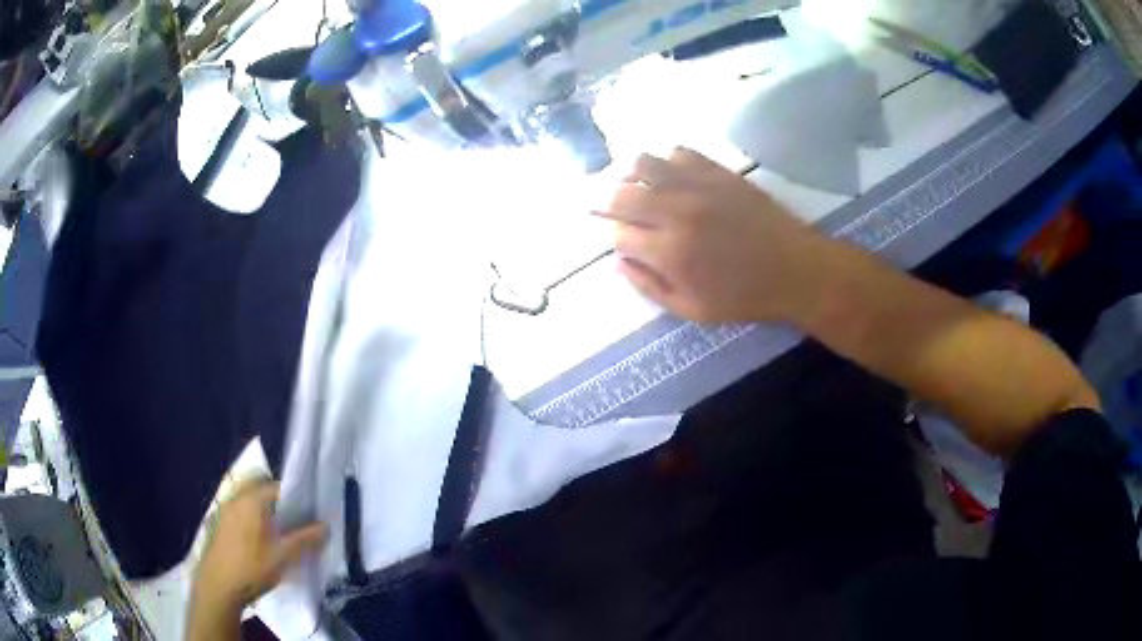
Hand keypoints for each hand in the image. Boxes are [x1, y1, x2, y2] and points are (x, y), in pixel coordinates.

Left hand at [191, 478, 327, 614]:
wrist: (218, 587)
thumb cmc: (252, 568)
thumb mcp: (283, 557)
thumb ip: (304, 540)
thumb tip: (325, 526)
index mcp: (251, 500)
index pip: (276, 487)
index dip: (295, 497)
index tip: (309, 513)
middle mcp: (236, 499)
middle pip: (261, 491)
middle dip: (279, 503)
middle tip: (296, 522)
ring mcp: (225, 511)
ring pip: (251, 502)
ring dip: (267, 512)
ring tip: (282, 533)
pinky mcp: (221, 525)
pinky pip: (242, 512)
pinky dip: (255, 519)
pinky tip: (263, 542)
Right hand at [596, 148, 825, 323]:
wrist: (795, 270)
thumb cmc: (744, 297)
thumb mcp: (693, 310)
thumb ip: (650, 287)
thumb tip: (619, 261)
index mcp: (670, 252)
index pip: (618, 233)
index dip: (608, 234)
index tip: (611, 236)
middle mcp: (677, 212)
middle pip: (621, 193)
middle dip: (604, 200)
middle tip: (603, 204)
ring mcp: (698, 186)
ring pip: (644, 163)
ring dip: (629, 174)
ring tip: (632, 184)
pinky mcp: (718, 171)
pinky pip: (679, 152)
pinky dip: (666, 162)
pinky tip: (669, 175)